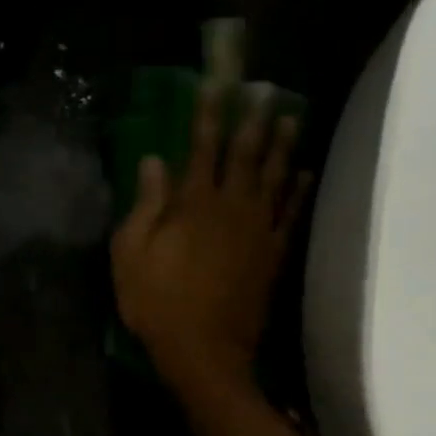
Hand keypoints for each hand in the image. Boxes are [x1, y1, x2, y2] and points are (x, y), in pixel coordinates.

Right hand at [111, 80, 310, 391]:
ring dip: (282, 145)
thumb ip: (145, 204)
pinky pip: (290, 215)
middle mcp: (232, 208)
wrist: (205, 351)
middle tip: (264, 90)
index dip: (208, 114)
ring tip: (290, 117)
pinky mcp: (273, 255)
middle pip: (246, 155)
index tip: (216, 85)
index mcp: (193, 204)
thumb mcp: (131, 254)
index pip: (202, 147)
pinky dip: (298, 191)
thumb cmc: (158, 303)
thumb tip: (153, 161)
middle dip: (253, 119)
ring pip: (274, 177)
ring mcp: (258, 231)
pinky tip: (303, 173)